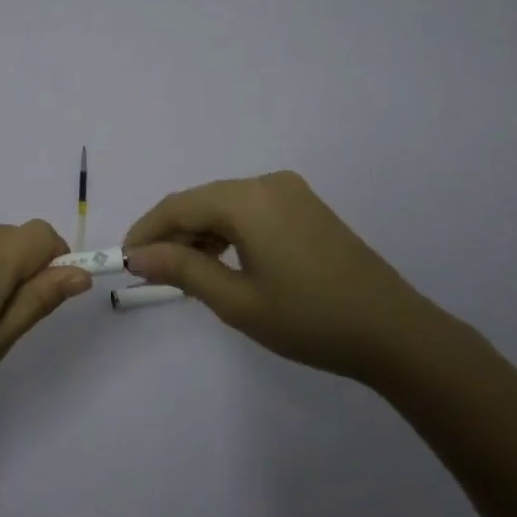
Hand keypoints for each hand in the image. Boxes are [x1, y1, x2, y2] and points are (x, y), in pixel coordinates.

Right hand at [124, 171, 455, 382]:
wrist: (393, 332)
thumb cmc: (309, 319)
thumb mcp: (237, 300)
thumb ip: (182, 269)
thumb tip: (137, 254)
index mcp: (249, 199)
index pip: (180, 205)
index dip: (146, 230)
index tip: (123, 260)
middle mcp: (268, 183)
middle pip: (202, 201)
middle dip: (171, 234)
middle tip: (150, 273)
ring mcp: (292, 193)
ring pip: (226, 206)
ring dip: (199, 234)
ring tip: (182, 274)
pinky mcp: (307, 208)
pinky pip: (252, 211)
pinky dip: (228, 233)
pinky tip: (221, 262)